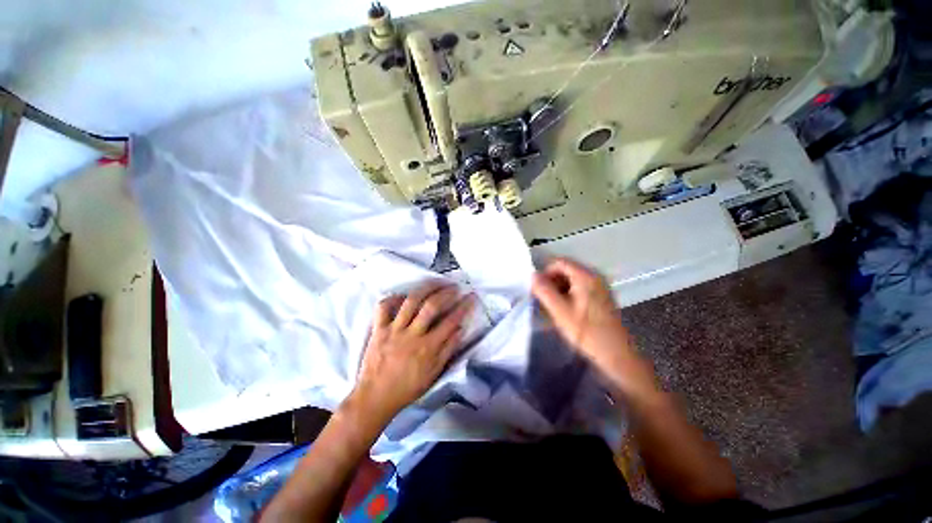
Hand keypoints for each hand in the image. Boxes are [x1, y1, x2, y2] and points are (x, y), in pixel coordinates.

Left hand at [349, 282, 475, 424]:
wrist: (375, 398)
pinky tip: (403, 295)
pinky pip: (383, 308)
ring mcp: (393, 330)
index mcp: (428, 347)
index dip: (463, 307)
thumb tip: (461, 329)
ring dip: (425, 288)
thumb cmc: (408, 388)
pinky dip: (393, 298)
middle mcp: (412, 335)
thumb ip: (448, 350)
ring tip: (435, 282)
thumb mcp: (434, 373)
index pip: (451, 321)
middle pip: (431, 306)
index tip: (471, 297)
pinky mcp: (378, 329)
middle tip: (454, 286)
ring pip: (410, 302)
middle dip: (446, 293)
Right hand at [532, 258, 655, 397]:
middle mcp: (595, 276)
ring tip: (552, 305)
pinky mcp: (601, 297)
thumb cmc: (586, 332)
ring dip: (558, 288)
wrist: (616, 355)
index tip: (537, 289)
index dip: (545, 273)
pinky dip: (568, 293)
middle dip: (551, 281)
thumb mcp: (560, 311)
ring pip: (572, 279)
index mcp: (586, 276)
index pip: (559, 262)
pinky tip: (565, 309)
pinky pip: (579, 287)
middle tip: (543, 298)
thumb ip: (544, 290)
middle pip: (566, 269)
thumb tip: (532, 275)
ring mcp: (600, 286)